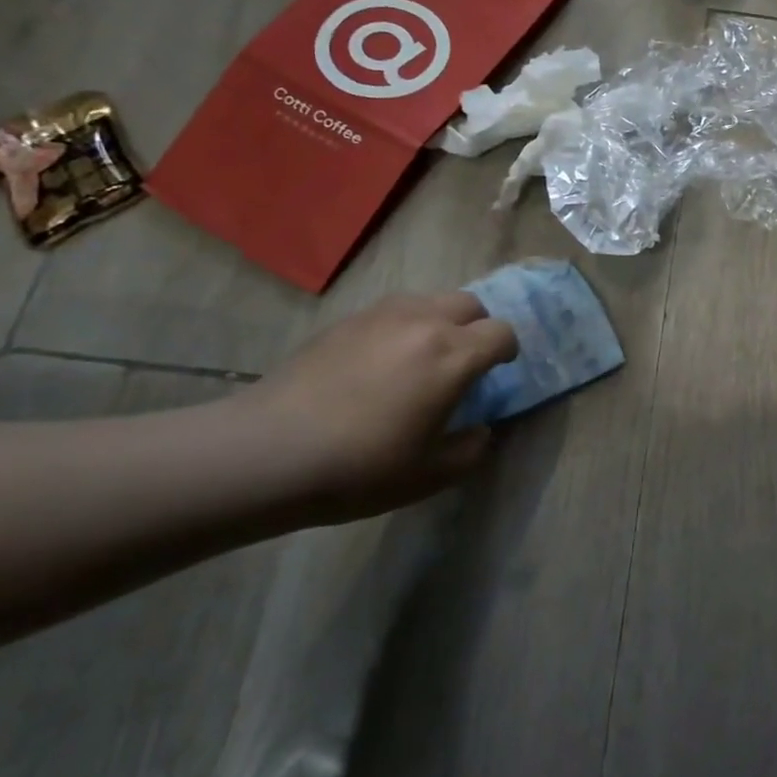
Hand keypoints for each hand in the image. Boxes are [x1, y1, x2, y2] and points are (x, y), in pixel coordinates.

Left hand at [234, 292, 517, 523]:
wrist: (268, 452)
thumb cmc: (360, 467)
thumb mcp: (430, 475)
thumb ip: (470, 449)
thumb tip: (480, 429)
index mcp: (452, 355)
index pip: (501, 332)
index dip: (507, 351)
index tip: (498, 371)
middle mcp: (423, 322)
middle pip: (469, 304)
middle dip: (477, 327)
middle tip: (463, 362)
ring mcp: (380, 316)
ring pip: (429, 300)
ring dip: (439, 322)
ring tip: (421, 358)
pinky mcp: (345, 321)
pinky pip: (391, 311)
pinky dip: (402, 327)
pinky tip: (379, 363)